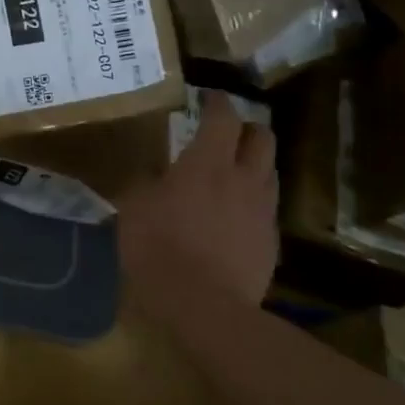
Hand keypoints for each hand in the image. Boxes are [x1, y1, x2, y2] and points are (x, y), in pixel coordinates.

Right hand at [117, 91, 277, 323]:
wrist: (205, 308)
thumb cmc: (160, 249)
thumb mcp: (134, 209)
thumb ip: (142, 183)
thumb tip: (148, 173)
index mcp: (207, 163)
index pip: (223, 117)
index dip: (217, 102)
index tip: (208, 96)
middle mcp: (244, 179)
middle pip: (262, 137)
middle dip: (247, 128)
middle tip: (227, 133)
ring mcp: (263, 212)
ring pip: (269, 173)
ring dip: (253, 165)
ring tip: (232, 174)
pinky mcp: (271, 243)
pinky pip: (266, 210)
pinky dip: (252, 204)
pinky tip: (233, 219)